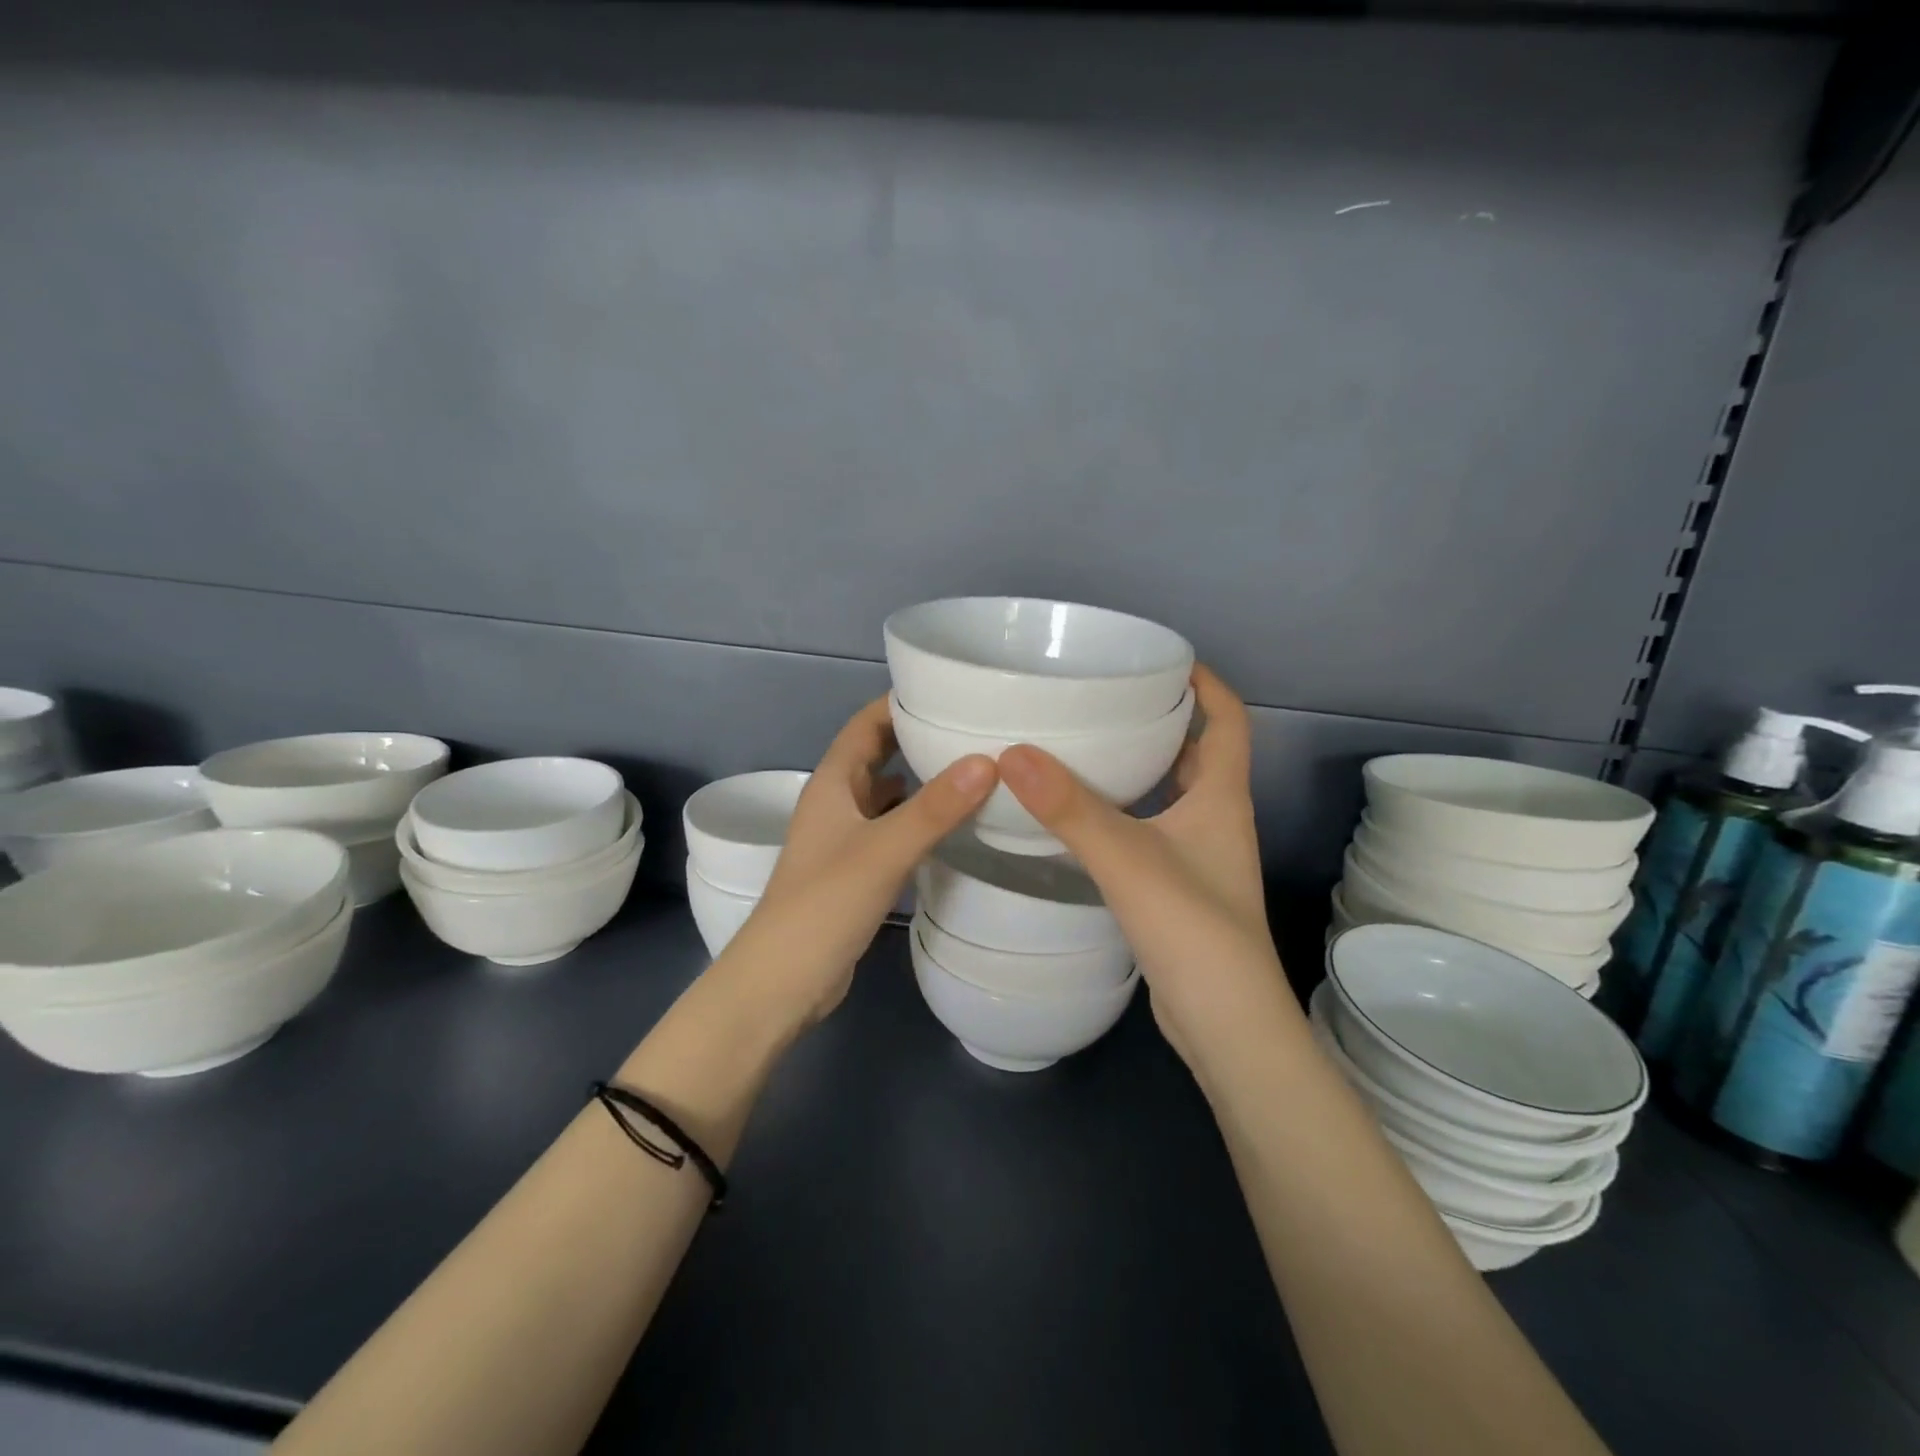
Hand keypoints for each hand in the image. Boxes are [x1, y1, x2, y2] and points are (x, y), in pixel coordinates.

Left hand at [718, 697, 996, 1029]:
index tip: (949, 688)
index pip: (866, 724)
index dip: (899, 701)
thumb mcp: (883, 851)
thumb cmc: (823, 905)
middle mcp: (836, 803)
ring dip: (920, 778)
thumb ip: (934, 808)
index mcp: (833, 784)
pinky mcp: (855, 871)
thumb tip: (988, 760)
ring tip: (972, 768)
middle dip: (916, 736)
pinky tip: (950, 824)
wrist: (781, 982)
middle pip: (877, 754)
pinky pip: (891, 829)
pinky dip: (918, 818)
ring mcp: (844, 839)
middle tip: (971, 726)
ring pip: (886, 794)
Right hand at [998, 667, 1287, 1073]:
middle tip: (1108, 699)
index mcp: (1222, 799)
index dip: (1206, 684)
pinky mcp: (1180, 889)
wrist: (1225, 1025)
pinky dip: (1127, 812)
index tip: (1164, 659)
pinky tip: (1083, 818)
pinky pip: (1153, 830)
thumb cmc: (1193, 930)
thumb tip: (1012, 753)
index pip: (1229, 721)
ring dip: (1142, 768)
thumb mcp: (1129, 860)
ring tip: (1086, 748)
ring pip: (1173, 795)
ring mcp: (1201, 858)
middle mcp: (1217, 821)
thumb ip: (1071, 809)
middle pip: (1199, 754)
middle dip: (1163, 720)